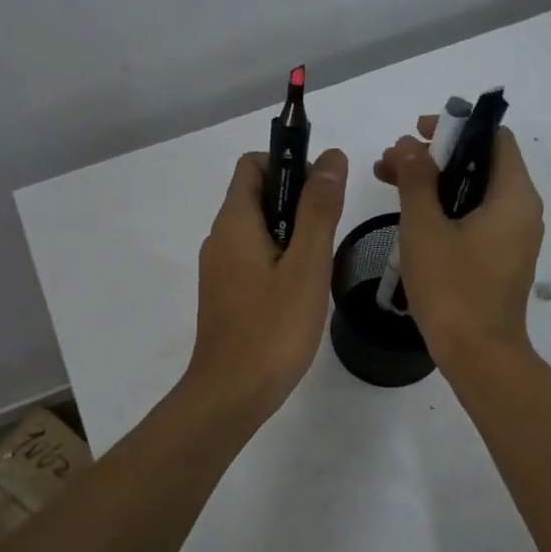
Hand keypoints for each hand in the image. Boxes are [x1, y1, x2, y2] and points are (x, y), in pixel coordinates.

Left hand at [185, 148, 348, 423]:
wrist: (232, 393)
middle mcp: (220, 239)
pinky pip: (254, 260)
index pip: (253, 164)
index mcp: (234, 222)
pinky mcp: (226, 295)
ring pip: (259, 231)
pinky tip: (303, 291)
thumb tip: (330, 158)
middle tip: (330, 232)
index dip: (289, 163)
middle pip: (257, 196)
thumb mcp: (307, 265)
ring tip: (320, 265)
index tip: (322, 190)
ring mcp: (220, 270)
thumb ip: (319, 209)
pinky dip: (280, 260)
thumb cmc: (273, 328)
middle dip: (297, 201)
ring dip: (293, 234)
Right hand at [374, 119, 542, 368]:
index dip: (455, 128)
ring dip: (435, 184)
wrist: (479, 355)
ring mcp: (513, 239)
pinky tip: (411, 218)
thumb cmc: (452, 289)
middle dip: (435, 157)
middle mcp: (522, 211)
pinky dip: (446, 210)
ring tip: (389, 184)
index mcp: (514, 196)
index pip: (494, 137)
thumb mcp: (424, 229)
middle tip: (390, 162)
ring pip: (475, 194)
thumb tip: (409, 145)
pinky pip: (476, 220)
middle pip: (482, 164)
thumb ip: (416, 180)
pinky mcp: (501, 261)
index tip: (415, 133)